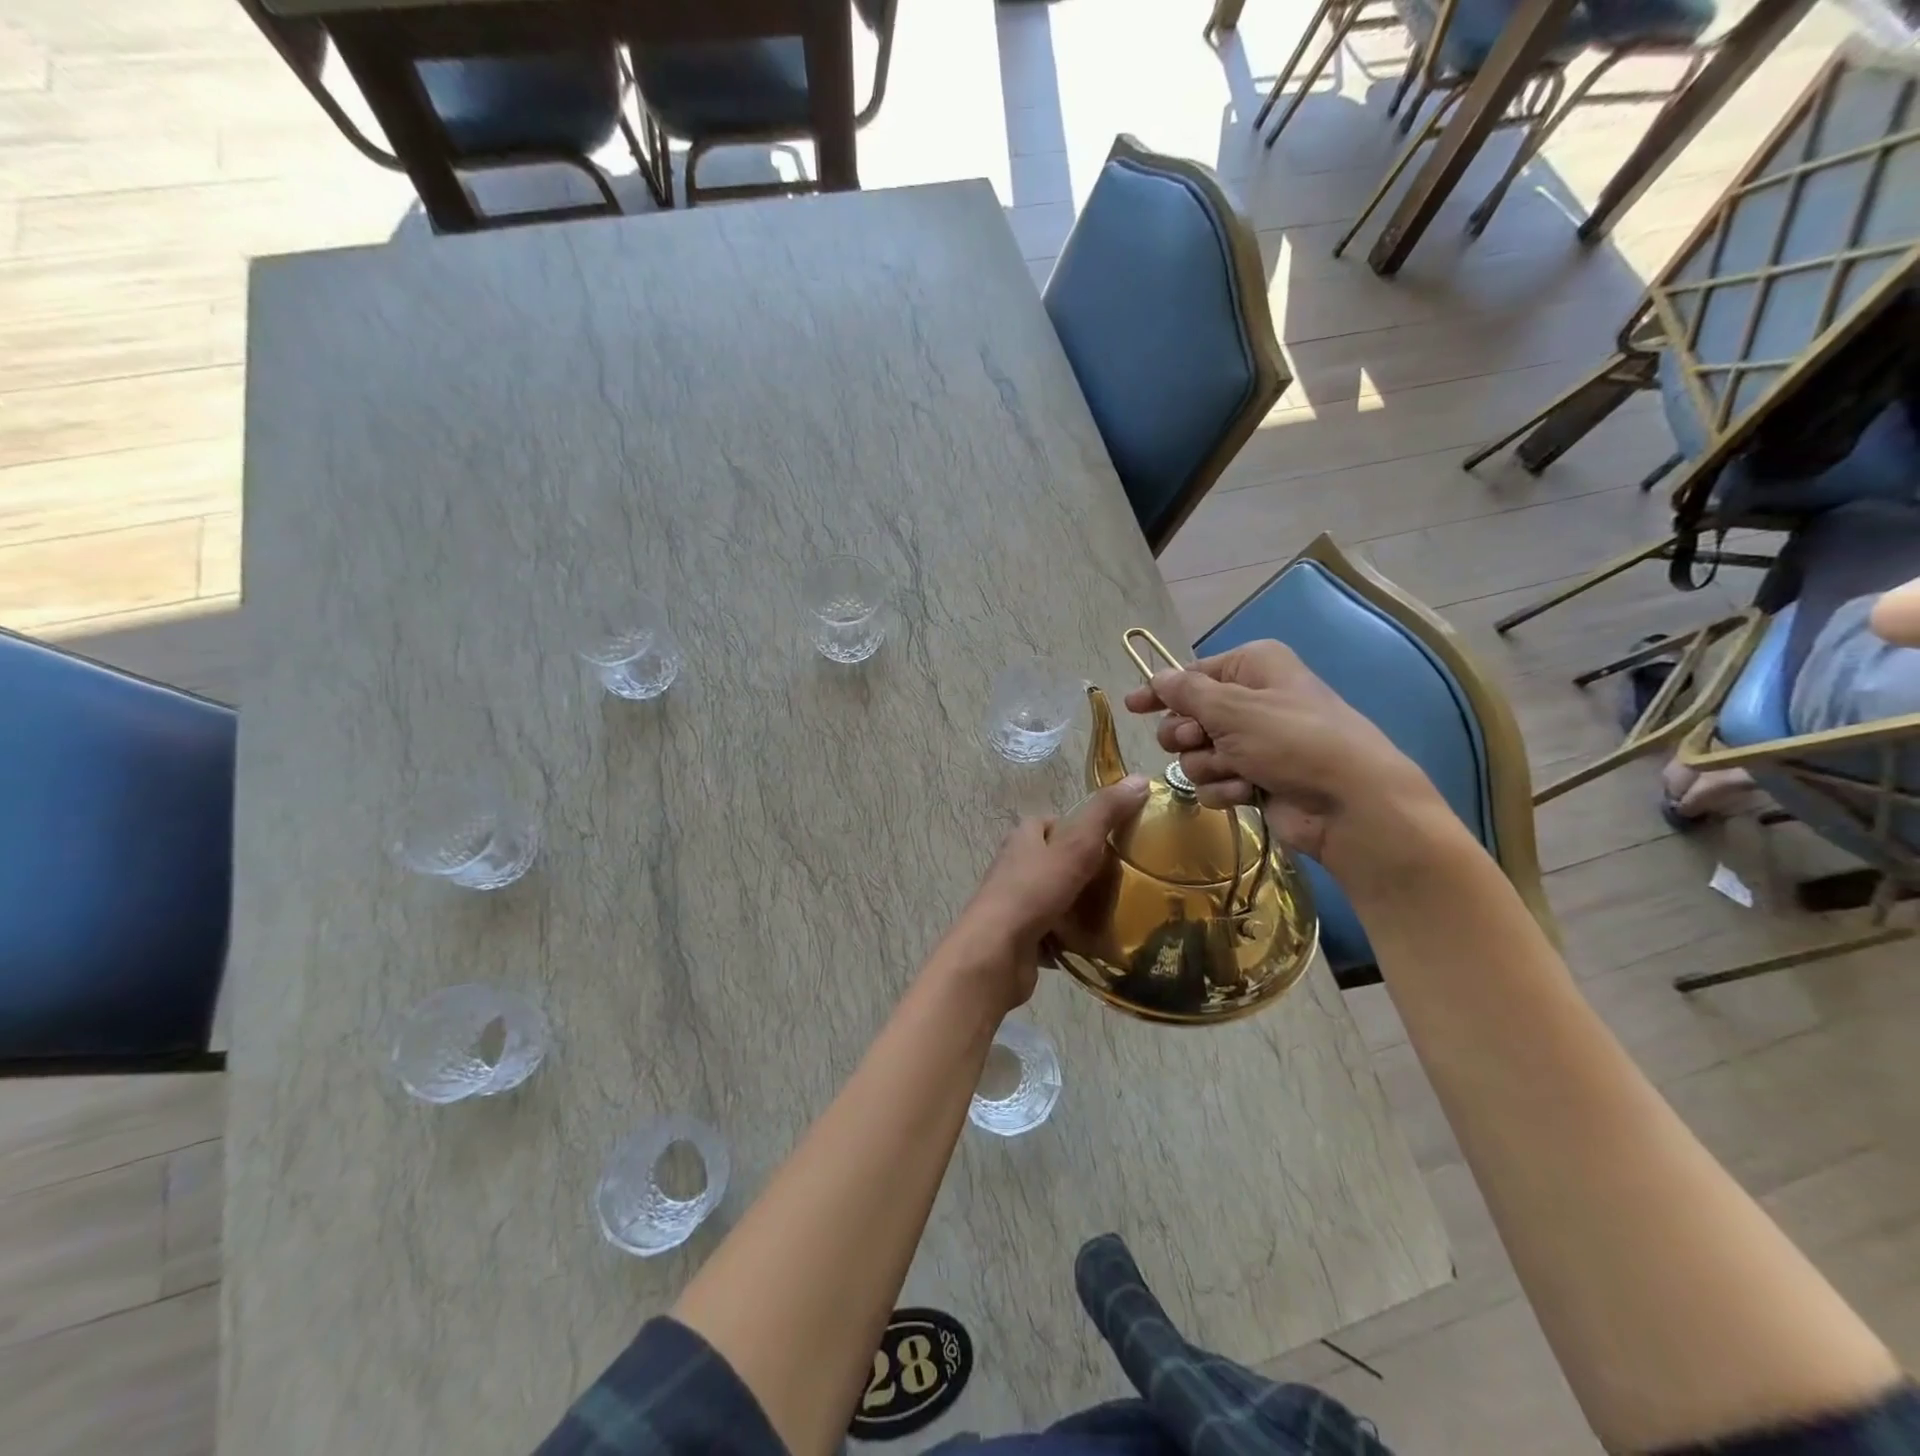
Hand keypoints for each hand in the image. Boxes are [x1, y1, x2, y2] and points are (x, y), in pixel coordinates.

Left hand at [938, 776, 1150, 1013]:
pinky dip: (1070, 938)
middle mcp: (1014, 866)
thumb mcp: (1076, 845)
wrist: (996, 953)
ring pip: (1055, 897)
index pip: (1054, 823)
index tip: (1113, 842)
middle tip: (1122, 881)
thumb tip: (1141, 778)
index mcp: (1023, 838)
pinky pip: (1052, 932)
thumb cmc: (1034, 891)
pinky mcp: (1019, 936)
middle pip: (1056, 861)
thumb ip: (1106, 813)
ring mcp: (1015, 903)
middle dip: (1085, 870)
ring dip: (1079, 906)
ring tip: (1116, 913)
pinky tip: (1095, 945)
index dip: (1081, 828)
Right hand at [1122, 641, 1443, 884]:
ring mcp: (1254, 743)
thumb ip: (1186, 693)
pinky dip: (1225, 788)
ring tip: (1237, 770)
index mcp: (1253, 667)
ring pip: (1197, 754)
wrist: (1349, 804)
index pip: (1192, 675)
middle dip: (1188, 734)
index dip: (1160, 691)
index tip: (1132, 706)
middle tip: (1199, 740)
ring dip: (1209, 765)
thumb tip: (1157, 678)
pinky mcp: (1255, 779)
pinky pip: (1215, 780)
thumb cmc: (1292, 740)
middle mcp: (1252, 700)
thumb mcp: (1233, 708)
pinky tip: (1248, 792)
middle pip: (1188, 717)